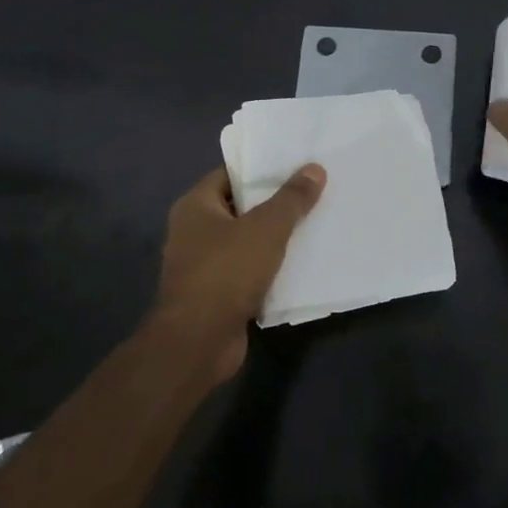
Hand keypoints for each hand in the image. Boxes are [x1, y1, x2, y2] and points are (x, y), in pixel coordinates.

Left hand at [148, 164, 326, 381]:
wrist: (199, 341)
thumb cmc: (226, 272)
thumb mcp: (266, 228)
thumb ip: (291, 198)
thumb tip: (314, 168)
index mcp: (195, 206)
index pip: (230, 175)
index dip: (261, 169)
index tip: (295, 165)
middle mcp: (193, 231)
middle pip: (240, 208)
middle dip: (274, 203)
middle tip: (313, 192)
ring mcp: (203, 265)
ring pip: (246, 242)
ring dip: (275, 238)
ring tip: (314, 224)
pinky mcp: (216, 295)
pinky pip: (248, 272)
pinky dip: (270, 268)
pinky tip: (301, 264)